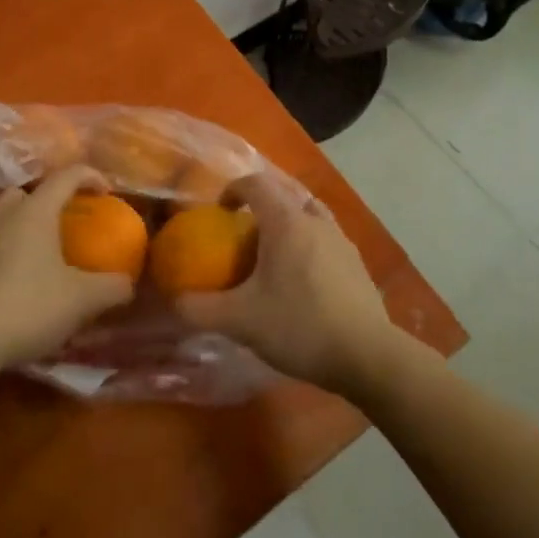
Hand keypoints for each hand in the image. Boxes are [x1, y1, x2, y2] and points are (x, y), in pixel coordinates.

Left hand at [0, 165, 135, 373]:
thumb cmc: (28, 307)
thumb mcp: (81, 301)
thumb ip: (111, 288)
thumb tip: (127, 284)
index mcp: (36, 211)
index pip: (67, 176)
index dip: (90, 177)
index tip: (105, 192)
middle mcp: (2, 213)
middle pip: (27, 192)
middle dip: (47, 201)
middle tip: (63, 225)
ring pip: (0, 217)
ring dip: (18, 226)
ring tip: (34, 253)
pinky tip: (7, 279)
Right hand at [174, 175, 400, 396]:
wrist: (367, 354)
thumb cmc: (300, 326)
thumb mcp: (240, 321)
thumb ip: (200, 309)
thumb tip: (172, 301)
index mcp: (285, 221)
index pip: (255, 183)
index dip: (232, 189)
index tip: (219, 211)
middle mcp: (314, 220)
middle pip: (284, 194)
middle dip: (260, 206)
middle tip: (242, 234)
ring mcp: (341, 239)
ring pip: (308, 214)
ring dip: (287, 223)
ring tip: (272, 253)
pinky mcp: (356, 262)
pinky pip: (325, 237)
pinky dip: (308, 244)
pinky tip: (301, 279)